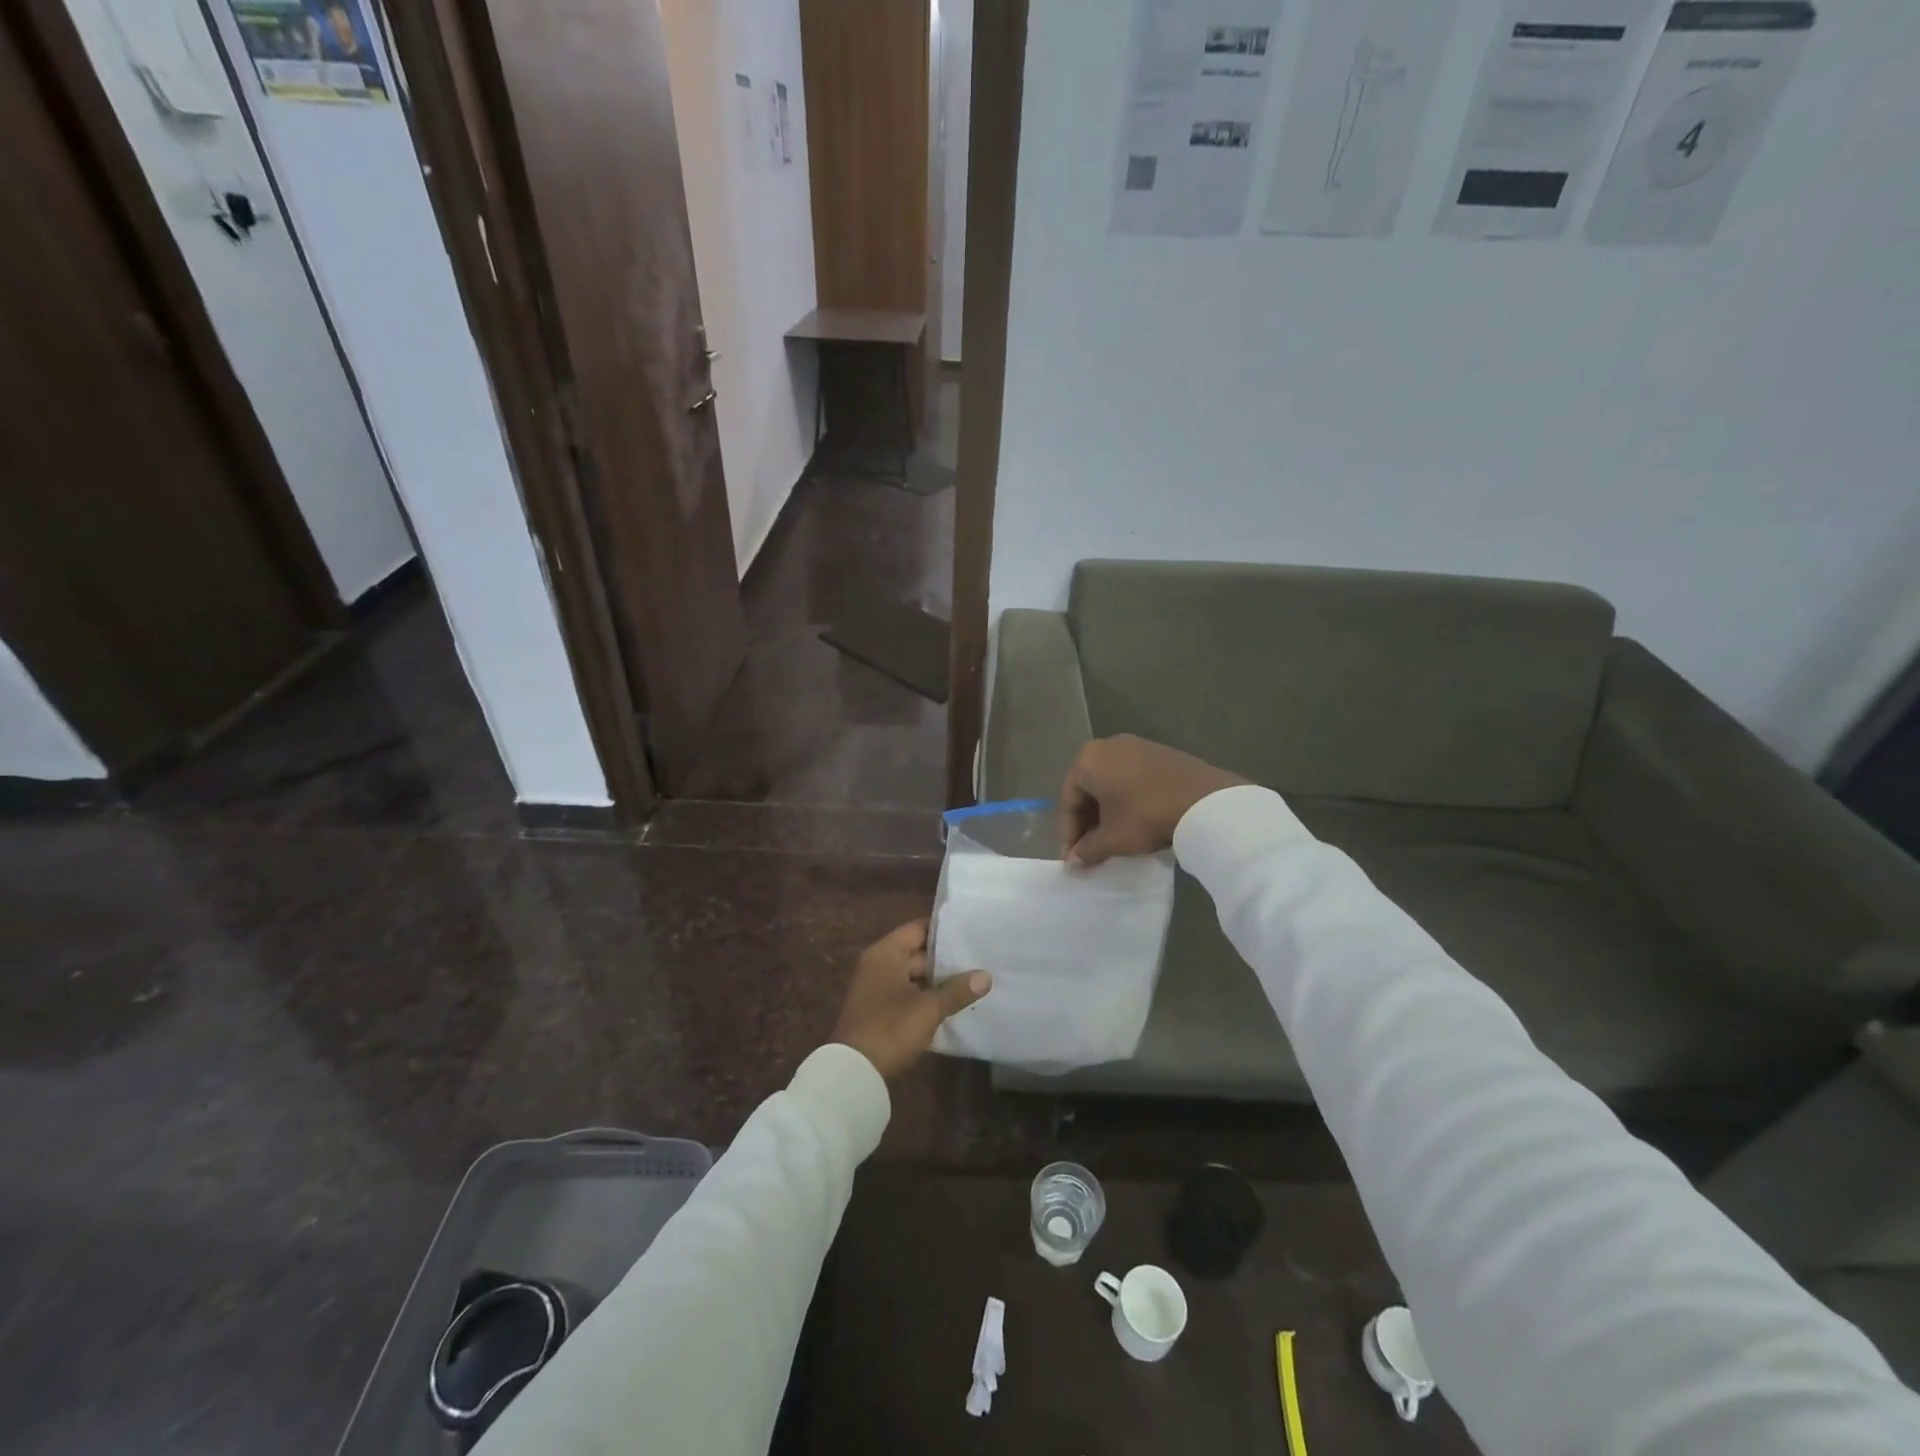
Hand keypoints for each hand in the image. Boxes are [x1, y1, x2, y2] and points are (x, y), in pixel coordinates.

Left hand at [831, 920, 991, 1079]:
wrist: (854, 1072)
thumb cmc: (890, 1028)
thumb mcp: (928, 1009)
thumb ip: (957, 990)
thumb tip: (986, 976)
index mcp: (886, 952)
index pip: (919, 929)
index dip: (944, 930)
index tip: (971, 932)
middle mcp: (879, 963)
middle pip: (917, 952)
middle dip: (946, 959)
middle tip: (979, 959)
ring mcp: (877, 987)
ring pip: (914, 975)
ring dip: (938, 981)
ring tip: (973, 980)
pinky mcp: (879, 1008)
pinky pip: (908, 993)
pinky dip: (926, 996)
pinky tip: (952, 1004)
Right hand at [1059, 734, 1246, 866]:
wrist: (1206, 801)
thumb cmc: (1147, 816)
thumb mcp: (1113, 839)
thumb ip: (1087, 849)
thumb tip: (1074, 861)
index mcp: (1088, 760)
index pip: (1068, 801)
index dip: (1068, 834)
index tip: (1072, 859)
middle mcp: (1108, 745)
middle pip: (1089, 789)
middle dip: (1087, 822)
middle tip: (1090, 849)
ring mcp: (1137, 745)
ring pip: (1111, 783)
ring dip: (1108, 812)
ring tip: (1113, 838)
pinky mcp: (1160, 752)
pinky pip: (1133, 778)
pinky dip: (1128, 800)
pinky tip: (1136, 821)